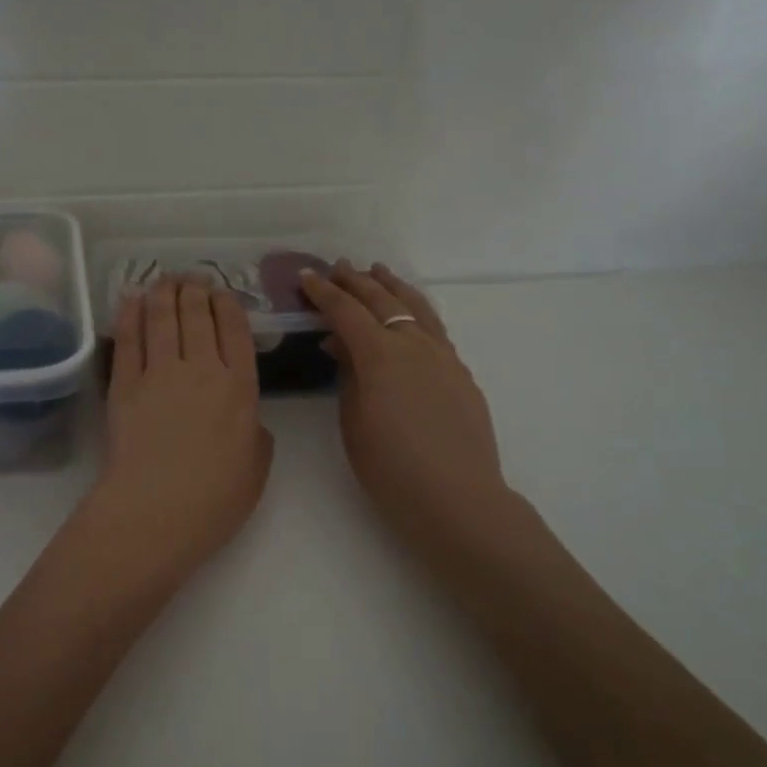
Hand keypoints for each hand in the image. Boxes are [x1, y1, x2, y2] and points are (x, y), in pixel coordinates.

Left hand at [86, 276, 272, 586]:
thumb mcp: (257, 467)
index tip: (221, 292)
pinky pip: (129, 339)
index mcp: (240, 387)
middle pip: (197, 315)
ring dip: (165, 293)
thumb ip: (256, 433)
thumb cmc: (215, 499)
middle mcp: (202, 368)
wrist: (157, 511)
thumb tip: (246, 420)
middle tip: (192, 279)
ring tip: (166, 279)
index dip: (227, 304)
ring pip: (162, 317)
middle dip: (195, 290)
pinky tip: (132, 299)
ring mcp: (159, 373)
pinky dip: (131, 314)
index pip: (235, 330)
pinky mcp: (124, 384)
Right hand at [299, 262, 515, 561]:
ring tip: (378, 272)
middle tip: (336, 268)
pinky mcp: (460, 372)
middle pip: (382, 300)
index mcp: (380, 354)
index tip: (306, 276)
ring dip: (392, 286)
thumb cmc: (390, 468)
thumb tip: (342, 344)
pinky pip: (434, 327)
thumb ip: (348, 374)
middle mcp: (414, 344)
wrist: (456, 497)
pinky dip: (416, 310)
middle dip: (356, 281)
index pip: (346, 311)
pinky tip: (410, 316)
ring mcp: (443, 355)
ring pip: (416, 307)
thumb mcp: (353, 421)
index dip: (323, 292)